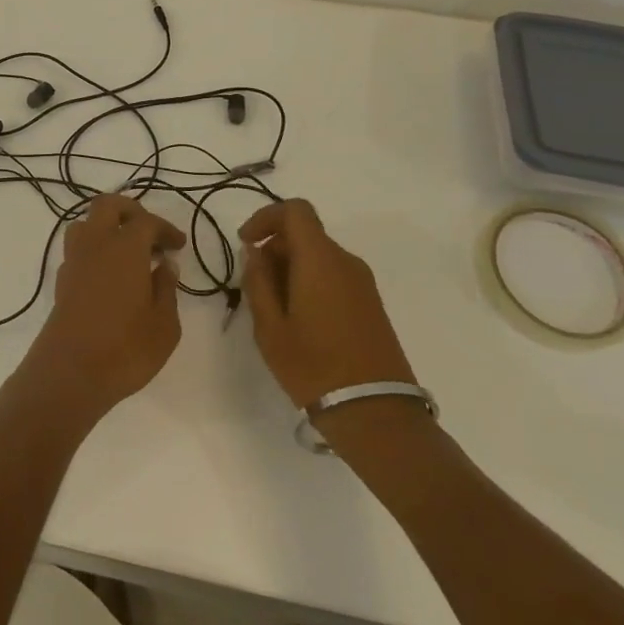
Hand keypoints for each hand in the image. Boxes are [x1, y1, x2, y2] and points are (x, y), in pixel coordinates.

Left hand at [23, 195, 185, 422]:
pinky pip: (77, 250)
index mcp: (125, 248)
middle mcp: (96, 244)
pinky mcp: (61, 282)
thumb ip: (167, 290)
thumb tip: (165, 266)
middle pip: (107, 206)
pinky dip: (94, 251)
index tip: (179, 245)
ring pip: (85, 224)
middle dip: (130, 211)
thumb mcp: (164, 325)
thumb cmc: (126, 348)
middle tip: (149, 232)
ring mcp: (74, 262)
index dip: (165, 229)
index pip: (146, 221)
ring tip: (126, 252)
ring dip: (106, 228)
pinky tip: (108, 276)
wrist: (70, 374)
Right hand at [239, 199, 416, 409]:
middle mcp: (345, 261)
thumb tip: (256, 252)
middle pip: (305, 234)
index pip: (295, 210)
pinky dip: (311, 282)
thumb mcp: (270, 327)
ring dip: (291, 268)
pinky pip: (334, 275)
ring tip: (275, 310)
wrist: (377, 413)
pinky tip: (301, 320)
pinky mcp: (371, 304)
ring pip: (319, 256)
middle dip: (275, 249)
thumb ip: (258, 281)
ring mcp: (363, 283)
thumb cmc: (314, 366)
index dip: (266, 217)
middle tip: (254, 287)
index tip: (246, 243)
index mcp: (320, 259)